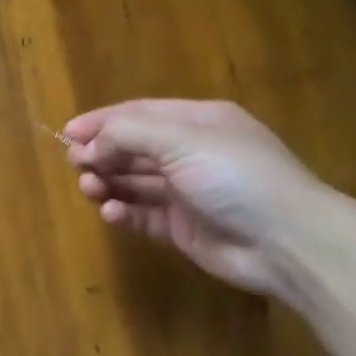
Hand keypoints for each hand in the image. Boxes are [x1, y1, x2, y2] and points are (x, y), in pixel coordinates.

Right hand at [63, 99, 336, 298]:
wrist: (287, 241)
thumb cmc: (235, 175)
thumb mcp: (181, 139)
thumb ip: (129, 133)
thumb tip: (91, 144)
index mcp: (197, 122)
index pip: (139, 113)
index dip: (102, 121)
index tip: (68, 133)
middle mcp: (191, 153)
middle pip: (133, 148)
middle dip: (102, 153)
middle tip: (76, 164)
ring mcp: (187, 192)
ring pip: (134, 182)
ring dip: (107, 182)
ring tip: (89, 188)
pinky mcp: (182, 227)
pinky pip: (142, 214)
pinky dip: (123, 211)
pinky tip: (111, 212)